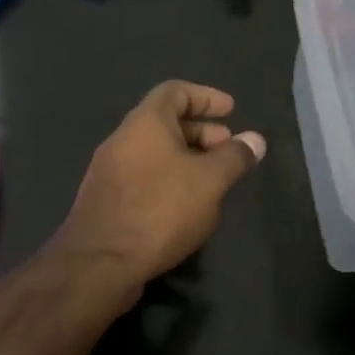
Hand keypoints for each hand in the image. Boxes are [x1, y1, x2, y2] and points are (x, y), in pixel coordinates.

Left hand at [49, 81, 265, 301]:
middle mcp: (122, 138)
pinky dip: (168, 178)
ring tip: (213, 181)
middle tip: (228, 150)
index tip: (232, 110)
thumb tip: (254, 139)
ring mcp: (109, 169)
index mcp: (145, 122)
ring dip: (186, 157)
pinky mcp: (105, 198)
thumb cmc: (160, 210)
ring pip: (154, 151)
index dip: (206, 97)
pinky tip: (185, 206)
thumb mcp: (209, 181)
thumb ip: (234, 157)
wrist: (99, 263)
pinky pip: (143, 175)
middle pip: (165, 121)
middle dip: (201, 131)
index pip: (175, 91)